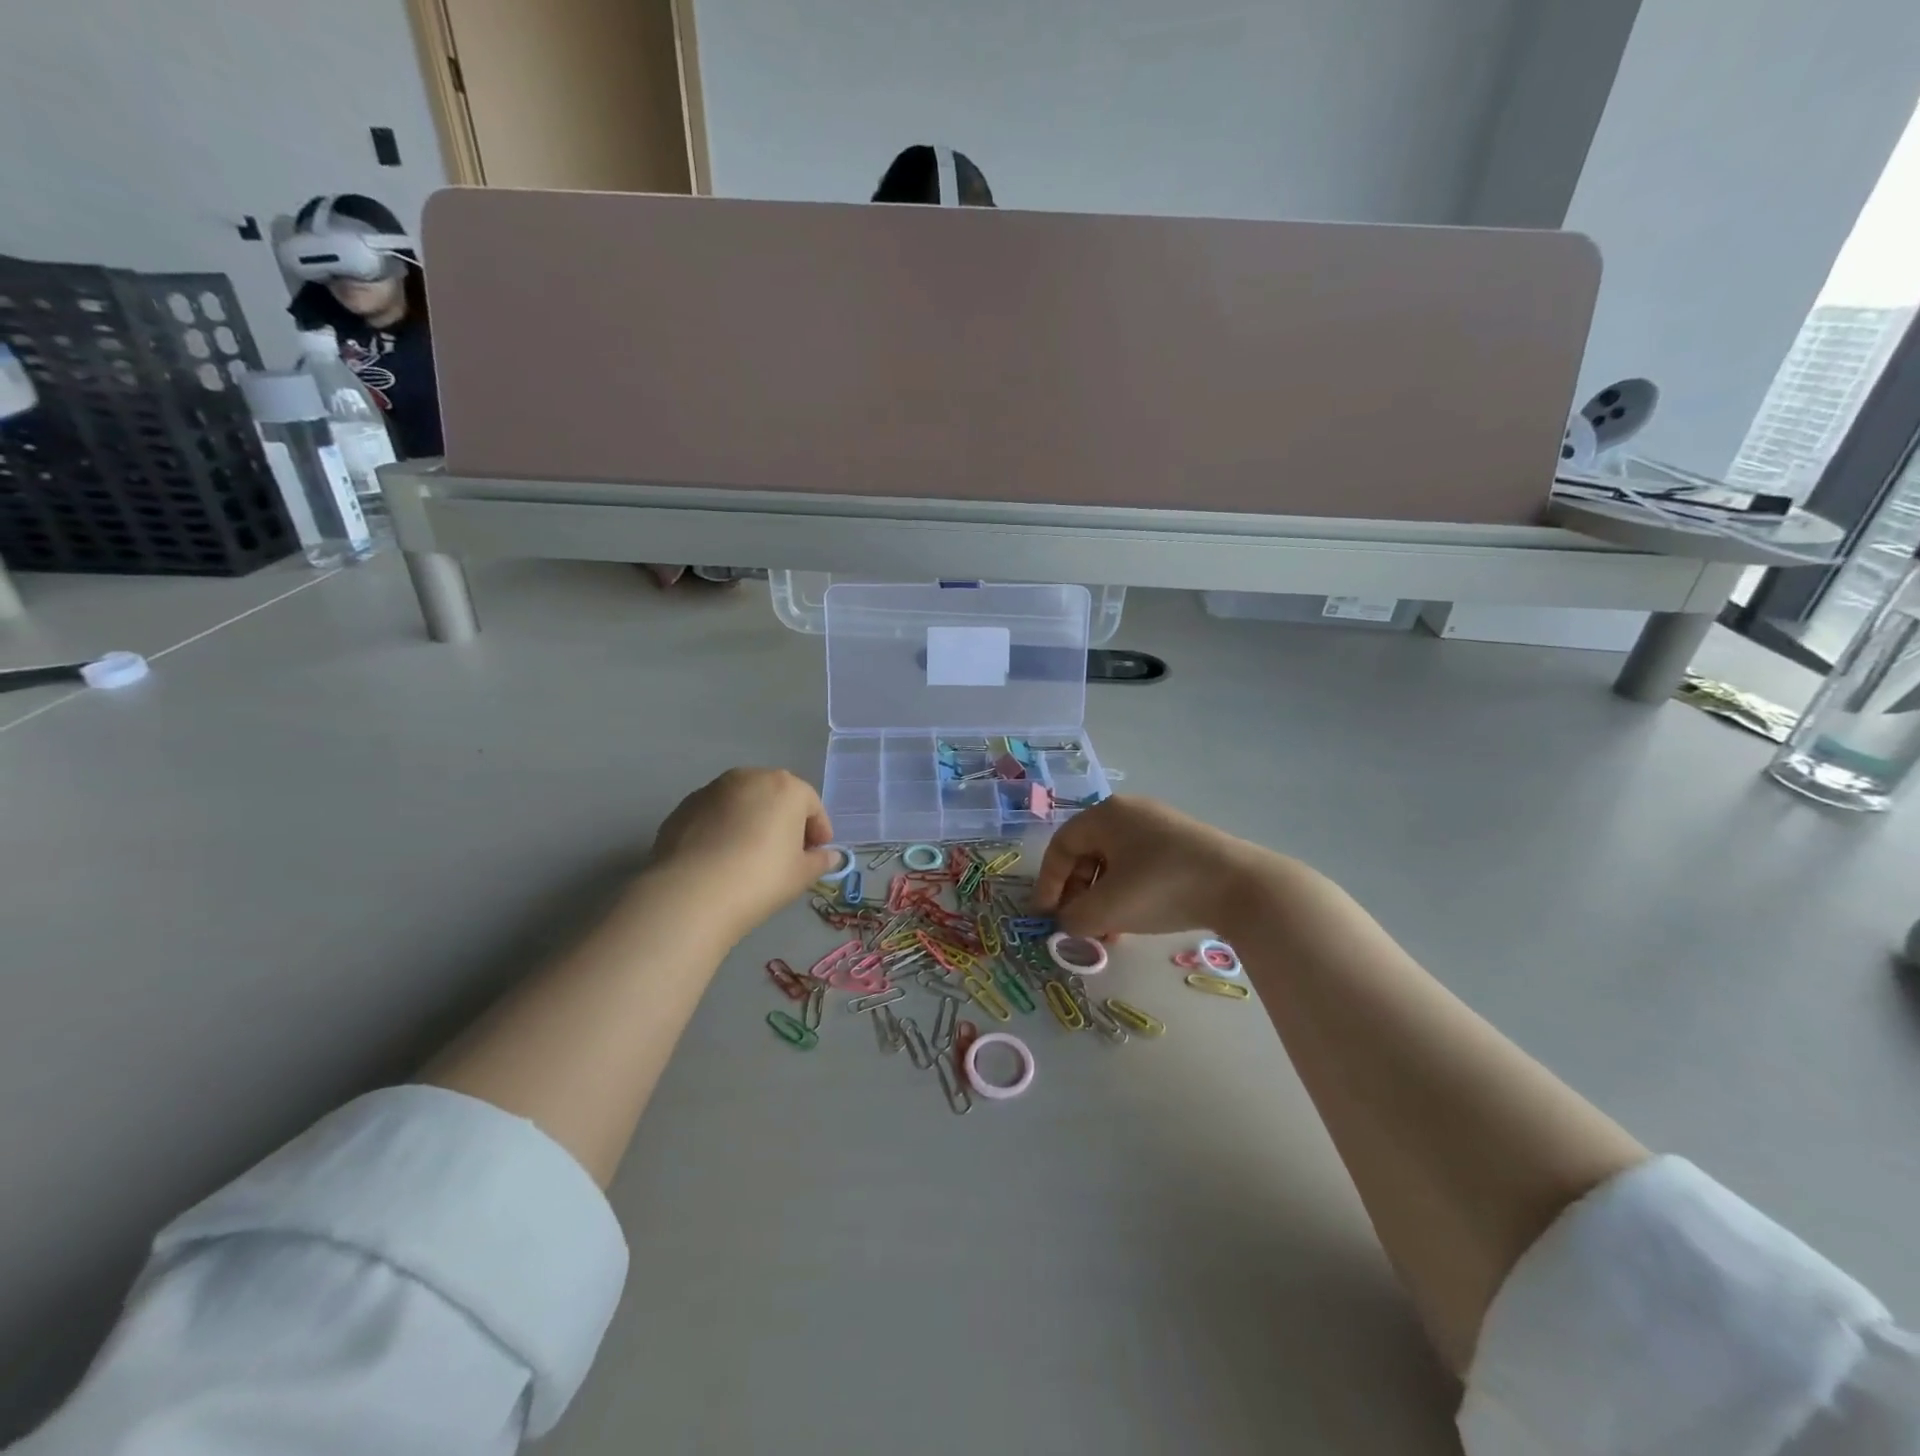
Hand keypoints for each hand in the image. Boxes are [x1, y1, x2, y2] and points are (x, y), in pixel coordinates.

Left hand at [648, 768, 838, 936]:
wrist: (692, 893)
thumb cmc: (761, 878)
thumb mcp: (801, 875)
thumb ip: (820, 861)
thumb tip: (831, 856)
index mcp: (786, 787)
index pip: (812, 805)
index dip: (819, 831)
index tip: (817, 854)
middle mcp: (750, 777)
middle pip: (776, 797)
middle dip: (785, 820)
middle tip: (786, 853)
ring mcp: (713, 789)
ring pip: (743, 802)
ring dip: (752, 821)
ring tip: (750, 856)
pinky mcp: (684, 806)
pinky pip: (715, 815)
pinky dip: (723, 829)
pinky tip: (720, 858)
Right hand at [1032, 795, 1288, 938]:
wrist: (1240, 887)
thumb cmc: (1161, 887)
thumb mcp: (1109, 908)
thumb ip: (1075, 918)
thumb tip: (1067, 923)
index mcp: (1106, 814)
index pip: (1062, 846)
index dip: (1048, 882)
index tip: (1046, 916)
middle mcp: (1130, 812)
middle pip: (1088, 854)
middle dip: (1079, 894)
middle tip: (1079, 926)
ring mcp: (1160, 826)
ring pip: (1115, 864)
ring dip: (1103, 899)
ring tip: (1108, 933)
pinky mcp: (1183, 845)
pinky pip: (1140, 866)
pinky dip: (1129, 893)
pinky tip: (1135, 921)